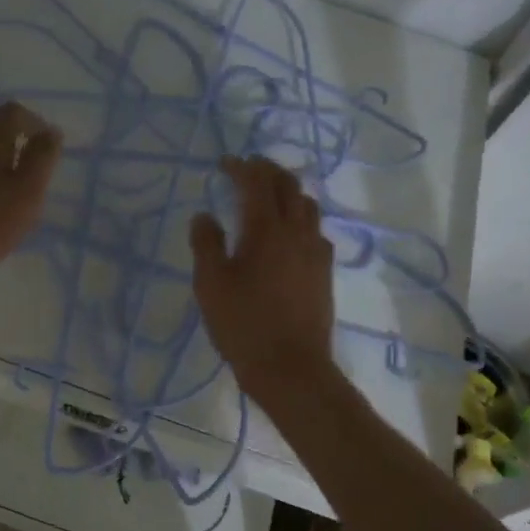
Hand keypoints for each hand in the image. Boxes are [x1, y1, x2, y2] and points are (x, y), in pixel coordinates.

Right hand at [190, 156, 335, 401]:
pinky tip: (289, 234)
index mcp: (266, 228)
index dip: (240, 166)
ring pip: (307, 205)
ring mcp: (316, 251)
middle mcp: (297, 231)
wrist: (291, 367)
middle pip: (288, 185)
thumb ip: (206, 243)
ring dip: (288, 191)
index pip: (256, 182)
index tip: (224, 163)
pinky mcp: (325, 272)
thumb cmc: (243, 324)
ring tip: (269, 196)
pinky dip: (300, 217)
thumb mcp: (211, 284)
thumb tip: (205, 215)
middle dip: (267, 170)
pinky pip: (316, 230)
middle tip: (248, 168)